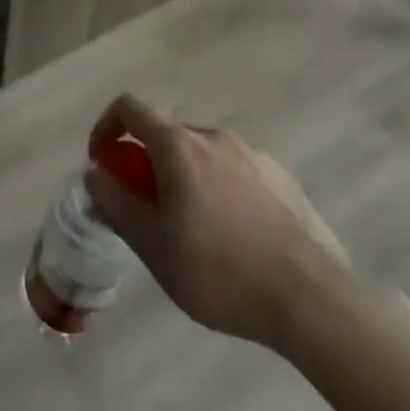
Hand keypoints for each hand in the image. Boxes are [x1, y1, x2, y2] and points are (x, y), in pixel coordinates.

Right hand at [85, 95, 354, 351]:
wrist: (313, 301)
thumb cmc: (220, 273)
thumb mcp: (153, 247)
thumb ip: (116, 204)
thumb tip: (96, 174)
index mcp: (179, 147)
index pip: (129, 109)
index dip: (106, 128)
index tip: (103, 164)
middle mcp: (215, 138)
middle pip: (166, 136)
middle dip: (147, 165)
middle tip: (148, 213)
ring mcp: (254, 156)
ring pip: (202, 156)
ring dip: (184, 180)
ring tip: (194, 233)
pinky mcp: (282, 178)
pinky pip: (235, 172)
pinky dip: (219, 190)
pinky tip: (235, 239)